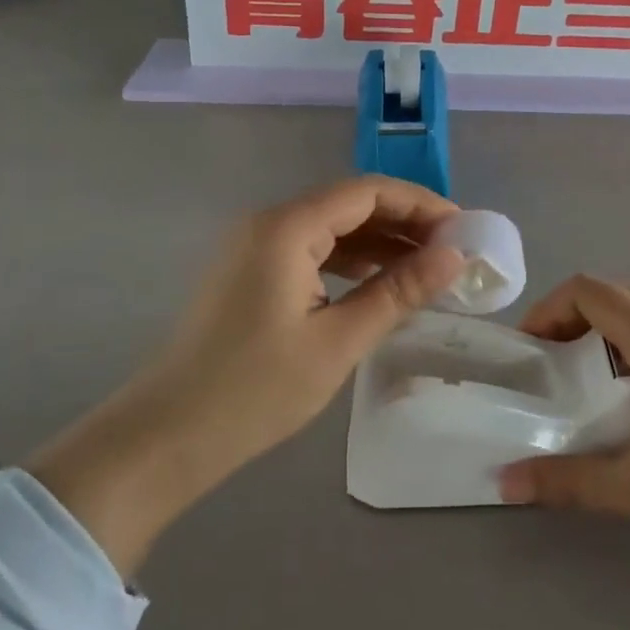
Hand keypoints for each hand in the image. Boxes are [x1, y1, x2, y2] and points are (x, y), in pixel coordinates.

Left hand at [28, 177, 464, 575]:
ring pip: (331, 229)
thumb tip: (454, 256)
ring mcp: (254, 248)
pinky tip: (379, 284)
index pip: (366, 192)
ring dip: (379, 243)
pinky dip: (350, 262)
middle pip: (349, 204)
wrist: (166, 437)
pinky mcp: (250, 274)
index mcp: (286, 227)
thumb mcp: (339, 341)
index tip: (463, 228)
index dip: (420, 203)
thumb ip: (399, 291)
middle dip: (403, 222)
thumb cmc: (256, 390)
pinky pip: (311, 251)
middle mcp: (268, 223)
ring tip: (426, 268)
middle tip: (452, 252)